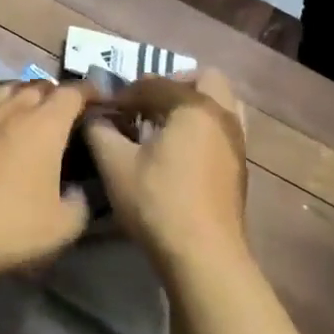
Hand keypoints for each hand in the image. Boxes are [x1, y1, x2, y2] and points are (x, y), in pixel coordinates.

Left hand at [0, 81, 92, 278]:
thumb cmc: (13, 227)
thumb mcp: (65, 225)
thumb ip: (81, 204)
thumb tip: (78, 193)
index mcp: (47, 126)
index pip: (73, 93)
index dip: (90, 91)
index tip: (100, 99)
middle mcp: (13, 112)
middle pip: (38, 86)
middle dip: (56, 92)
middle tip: (65, 108)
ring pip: (2, 88)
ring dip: (20, 90)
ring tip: (28, 101)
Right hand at [84, 69, 250, 274]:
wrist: (203, 254)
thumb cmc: (158, 202)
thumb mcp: (116, 165)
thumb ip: (100, 132)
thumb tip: (94, 117)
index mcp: (195, 106)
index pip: (155, 84)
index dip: (126, 93)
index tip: (106, 109)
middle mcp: (223, 115)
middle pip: (203, 79)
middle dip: (172, 85)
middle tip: (145, 105)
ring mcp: (237, 141)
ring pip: (220, 103)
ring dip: (193, 104)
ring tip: (163, 125)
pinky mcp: (239, 165)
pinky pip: (223, 128)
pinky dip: (203, 126)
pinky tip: (179, 151)